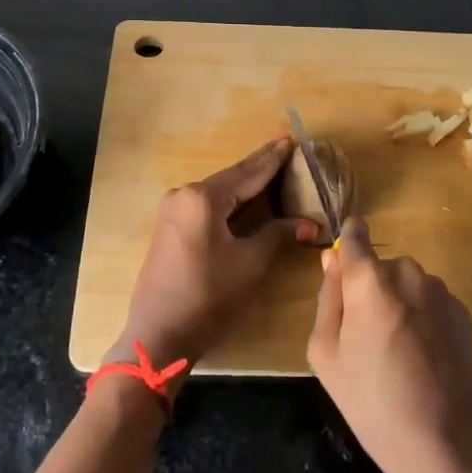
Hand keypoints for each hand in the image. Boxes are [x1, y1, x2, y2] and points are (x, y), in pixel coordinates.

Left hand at [113, 137, 317, 369]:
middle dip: (259, 164)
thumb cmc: (209, 295)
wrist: (160, 332)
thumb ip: (278, 234)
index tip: (291, 139)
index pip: (248, 173)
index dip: (273, 159)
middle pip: (231, 177)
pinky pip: (206, 203)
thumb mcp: (250, 262)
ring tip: (271, 166)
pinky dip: (229, 198)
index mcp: (203, 198)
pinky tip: (245, 194)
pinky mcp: (169, 225)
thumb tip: (310, 224)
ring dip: (245, 182)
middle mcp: (184, 194)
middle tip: (285, 145)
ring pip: (219, 190)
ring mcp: (173, 209)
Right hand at [307, 220, 471, 472]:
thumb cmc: (373, 402)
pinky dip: (422, 320)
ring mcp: (441, 291)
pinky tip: (423, 361)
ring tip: (397, 356)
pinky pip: (430, 303)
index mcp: (370, 279)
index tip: (342, 272)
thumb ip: (328, 298)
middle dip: (369, 290)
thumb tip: (332, 260)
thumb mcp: (327, 354)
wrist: (447, 445)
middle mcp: (408, 272)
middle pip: (379, 267)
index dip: (346, 245)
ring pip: (406, 285)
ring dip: (398, 305)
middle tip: (365, 340)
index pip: (354, 235)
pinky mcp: (464, 313)